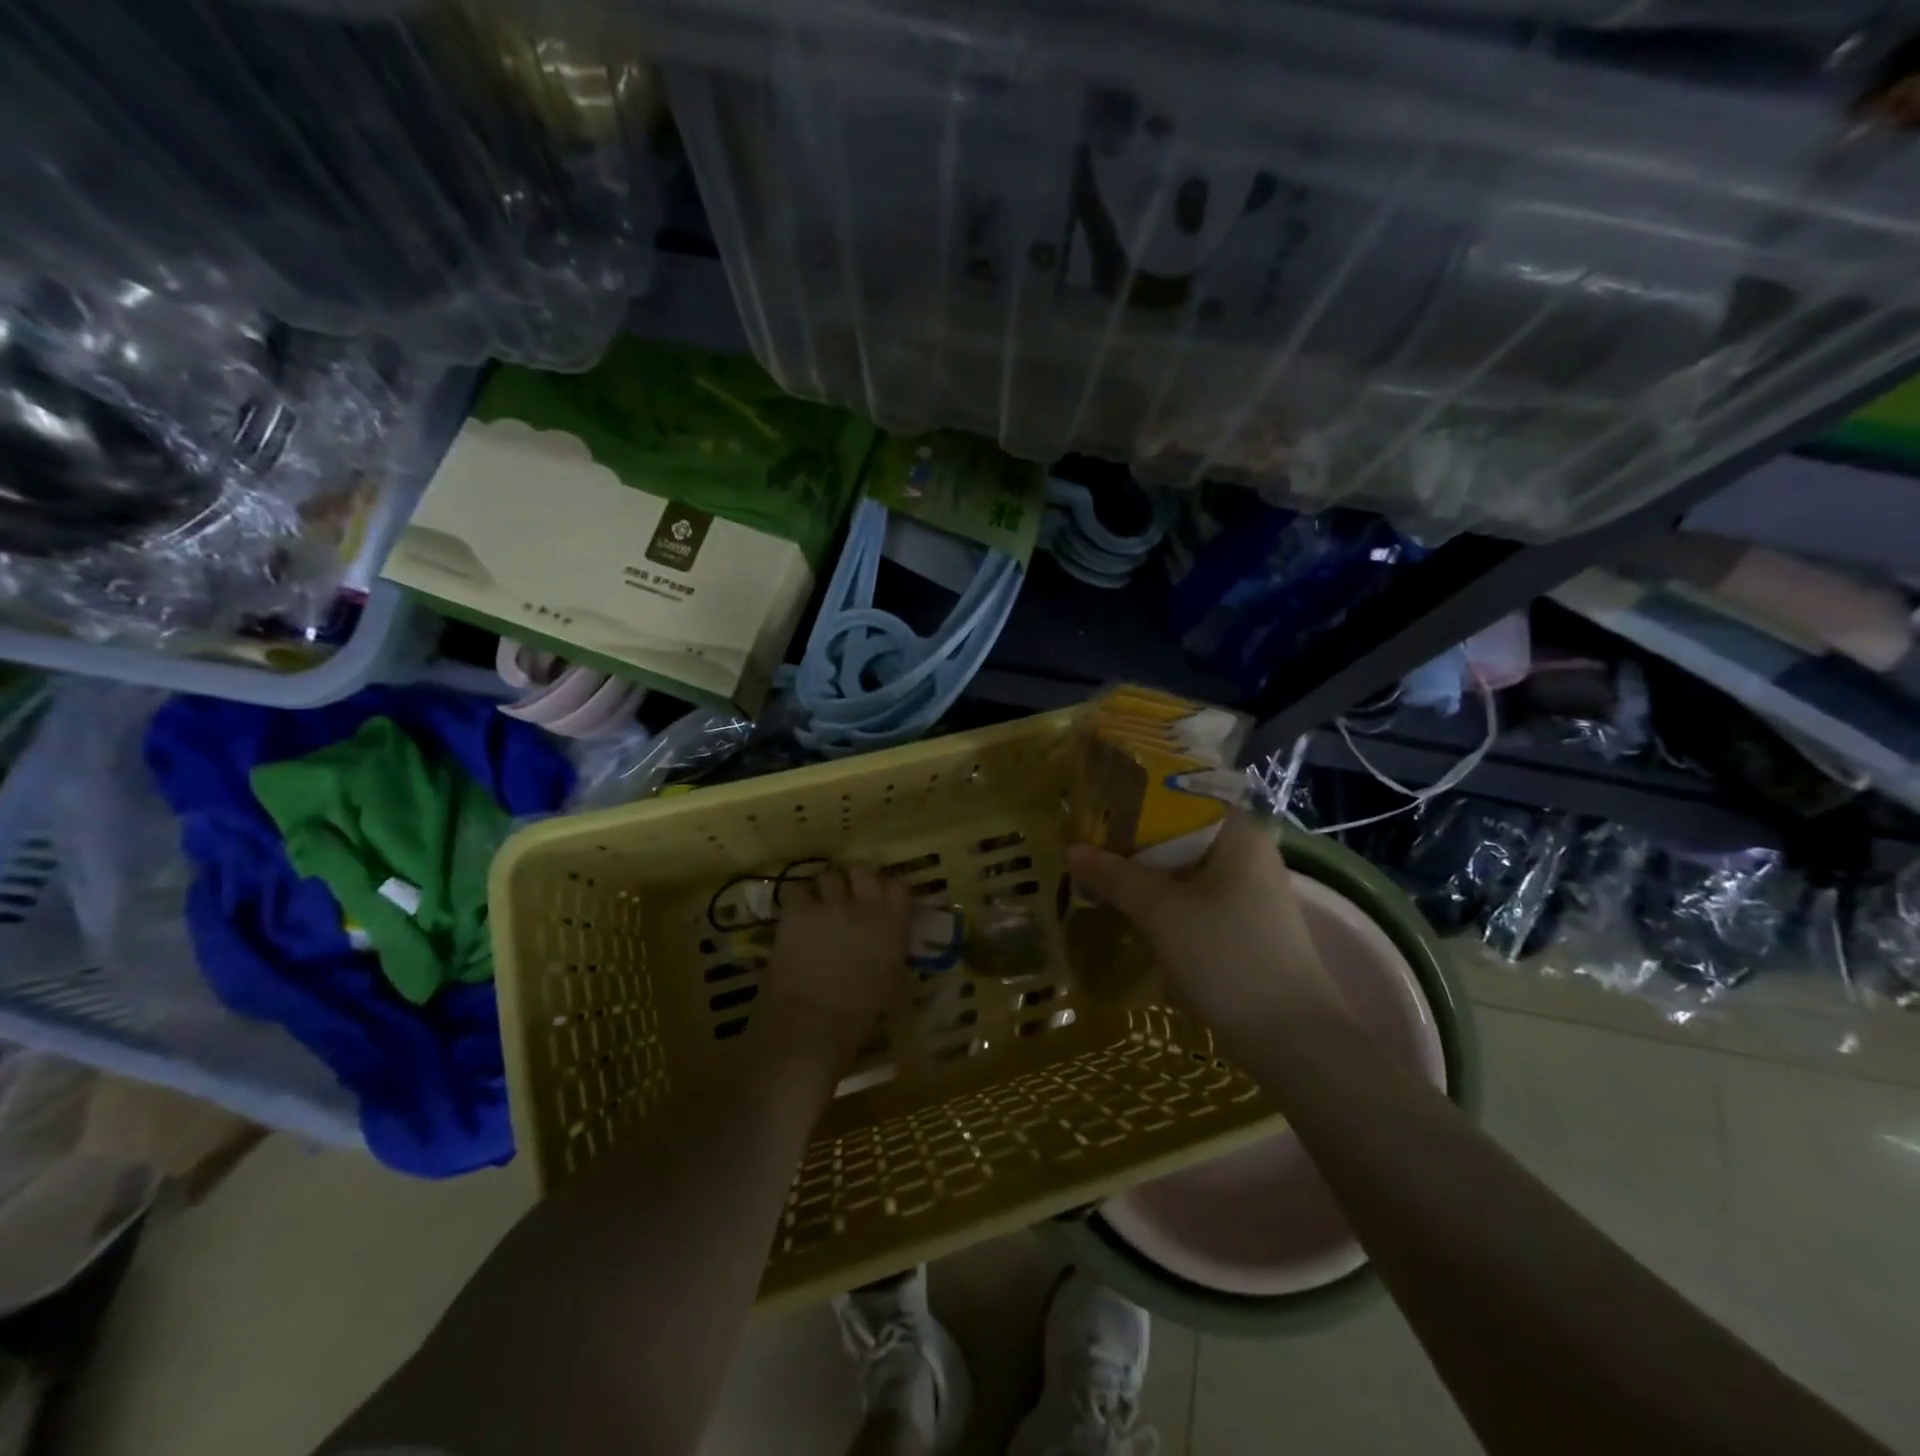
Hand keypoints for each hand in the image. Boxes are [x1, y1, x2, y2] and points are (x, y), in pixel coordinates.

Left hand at [762, 864, 910, 1072]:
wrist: (811, 1027)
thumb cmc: (858, 1017)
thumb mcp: (889, 981)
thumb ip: (890, 950)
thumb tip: (886, 940)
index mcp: (891, 926)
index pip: (898, 888)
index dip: (888, 892)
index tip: (882, 901)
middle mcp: (863, 907)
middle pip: (861, 871)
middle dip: (854, 881)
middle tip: (847, 898)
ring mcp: (828, 906)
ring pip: (827, 876)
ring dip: (824, 889)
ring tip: (818, 905)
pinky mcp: (796, 913)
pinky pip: (796, 891)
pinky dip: (797, 901)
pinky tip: (794, 916)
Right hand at [1066, 812, 1337, 1049]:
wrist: (1292, 1040)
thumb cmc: (1228, 957)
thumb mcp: (1162, 912)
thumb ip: (1115, 876)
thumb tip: (1073, 851)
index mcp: (1237, 834)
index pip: (1179, 797)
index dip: (1134, 800)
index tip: (1094, 810)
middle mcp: (1248, 854)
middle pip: (1179, 833)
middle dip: (1132, 842)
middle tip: (1086, 846)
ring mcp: (1249, 892)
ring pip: (1184, 869)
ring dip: (1144, 874)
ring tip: (1098, 876)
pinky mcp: (1244, 925)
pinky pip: (1194, 897)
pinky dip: (1162, 899)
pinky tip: (1131, 910)